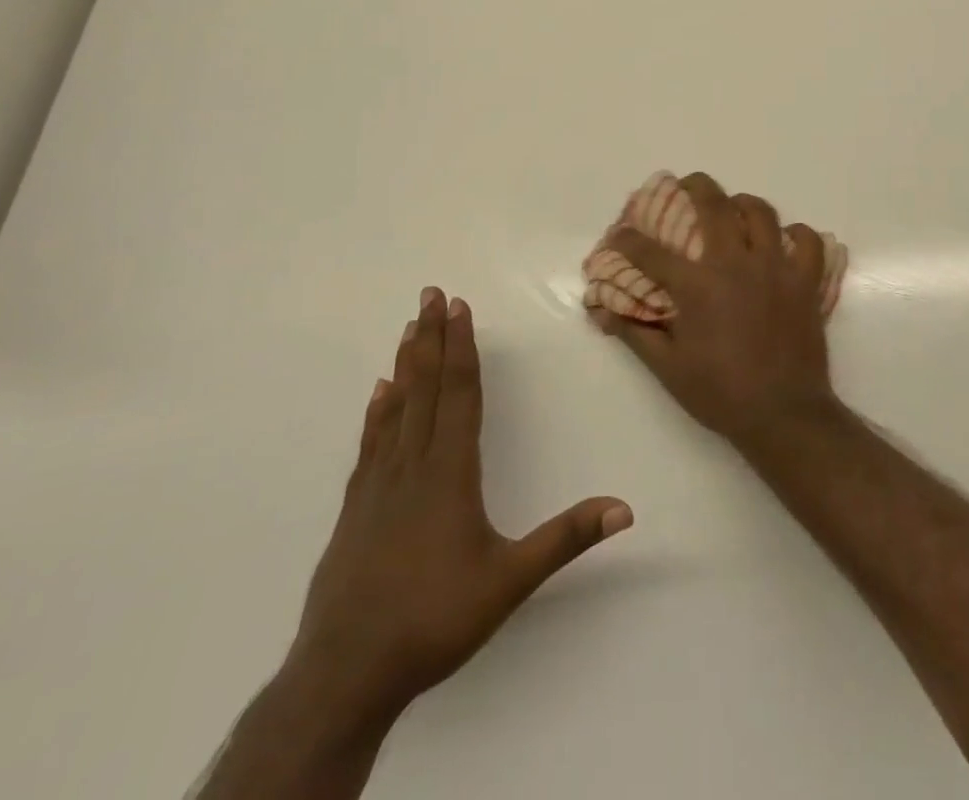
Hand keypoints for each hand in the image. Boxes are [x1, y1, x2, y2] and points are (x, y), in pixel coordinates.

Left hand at [284, 287, 632, 740]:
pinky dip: (377, 411)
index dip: (462, 348)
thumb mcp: (510, 581)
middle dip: (432, 338)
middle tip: (429, 294)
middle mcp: (412, 466)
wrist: (344, 675)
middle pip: (426, 388)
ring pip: (396, 408)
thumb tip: (625, 507)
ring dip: (406, 364)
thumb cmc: (434, 620)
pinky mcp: (354, 509)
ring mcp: (377, 486)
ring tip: (410, 327)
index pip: (460, 394)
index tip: (458, 307)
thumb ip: (566, 538)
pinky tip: (378, 393)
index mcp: (450, 472)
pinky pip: (370, 444)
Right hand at [593, 173, 838, 446]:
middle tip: (686, 186)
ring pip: (762, 213)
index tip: (618, 235)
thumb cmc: (721, 393)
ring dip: (743, 204)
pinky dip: (797, 234)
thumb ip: (636, 333)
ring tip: (734, 210)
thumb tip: (604, 312)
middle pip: (714, 205)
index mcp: (698, 285)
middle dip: (695, 186)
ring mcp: (776, 268)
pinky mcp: (805, 281)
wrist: (784, 414)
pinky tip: (784, 241)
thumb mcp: (668, 369)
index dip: (628, 240)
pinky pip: (808, 241)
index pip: (651, 252)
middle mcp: (736, 264)